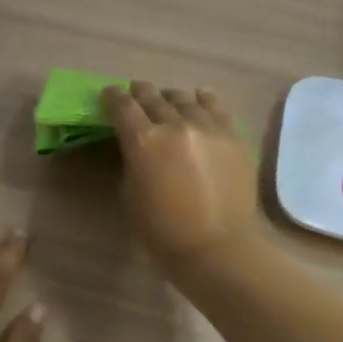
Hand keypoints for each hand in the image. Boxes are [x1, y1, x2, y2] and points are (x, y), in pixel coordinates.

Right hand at [103, 82, 265, 281]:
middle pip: (153, 97)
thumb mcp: (130, 195)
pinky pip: (216, 107)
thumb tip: (138, 149)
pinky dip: (203, 100)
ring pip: (184, 99)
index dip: (112, 97)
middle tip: (135, 93)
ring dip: (170, 98)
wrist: (218, 248)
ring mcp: (208, 127)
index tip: (108, 94)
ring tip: (167, 100)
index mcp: (143, 140)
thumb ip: (132, 162)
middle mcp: (175, 124)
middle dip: (140, 93)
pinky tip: (199, 98)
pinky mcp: (233, 136)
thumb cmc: (163, 232)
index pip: (122, 106)